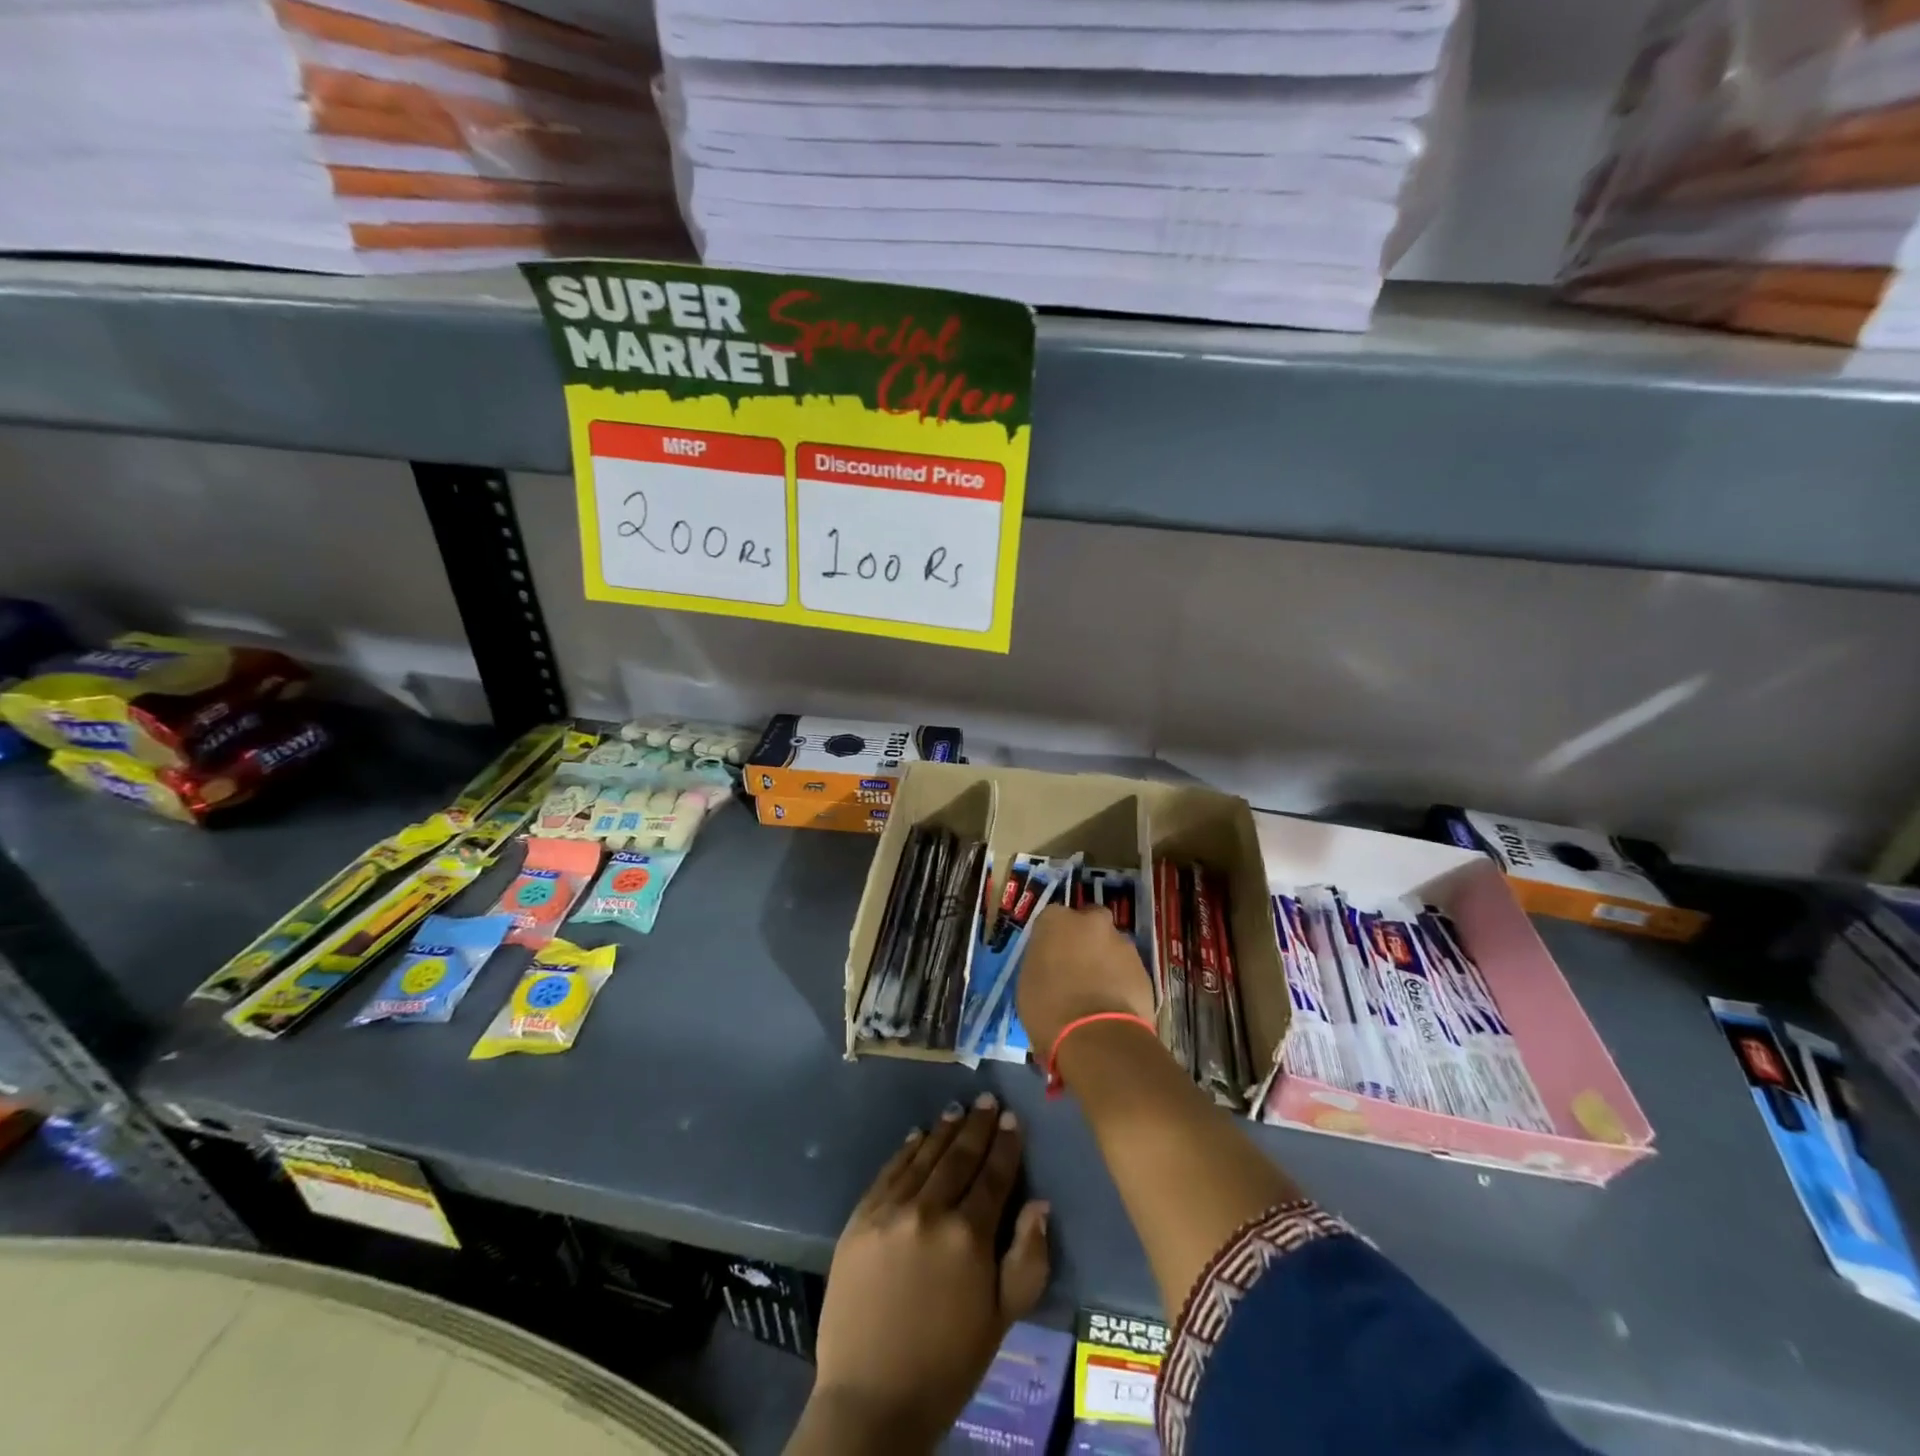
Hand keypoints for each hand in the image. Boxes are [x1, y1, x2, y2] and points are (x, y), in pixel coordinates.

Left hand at [794, 1093, 1049, 1454]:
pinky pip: (889, 1172)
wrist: (871, 1398)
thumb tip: (1039, 1203)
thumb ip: (1027, 1258)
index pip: (993, 1176)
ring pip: (924, 1157)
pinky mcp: (860, 1218)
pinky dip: (906, 1150)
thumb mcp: (1002, 1320)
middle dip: (977, 1126)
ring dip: (944, 1131)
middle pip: (959, 1157)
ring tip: (957, 1110)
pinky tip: (917, 1136)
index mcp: (969, 1236)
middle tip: (987, 1100)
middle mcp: (930, 1211)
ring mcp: (891, 1211)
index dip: (1005, 1145)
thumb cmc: (947, 1364)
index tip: (1012, 1118)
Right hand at [1018, 904, 1156, 1055]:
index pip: (1052, 918)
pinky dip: (1121, 980)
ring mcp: (1121, 942)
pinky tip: (1114, 1004)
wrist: (1097, 1036)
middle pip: (1088, 922)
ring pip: (1111, 945)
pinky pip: (1127, 969)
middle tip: (1077, 968)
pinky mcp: (1143, 967)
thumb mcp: (1028, 982)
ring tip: (1097, 992)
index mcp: (1055, 920)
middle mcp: (1091, 921)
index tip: (1050, 957)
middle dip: (1085, 939)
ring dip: (1105, 960)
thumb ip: (1042, 962)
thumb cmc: (1049, 1009)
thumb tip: (1051, 965)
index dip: (1052, 938)